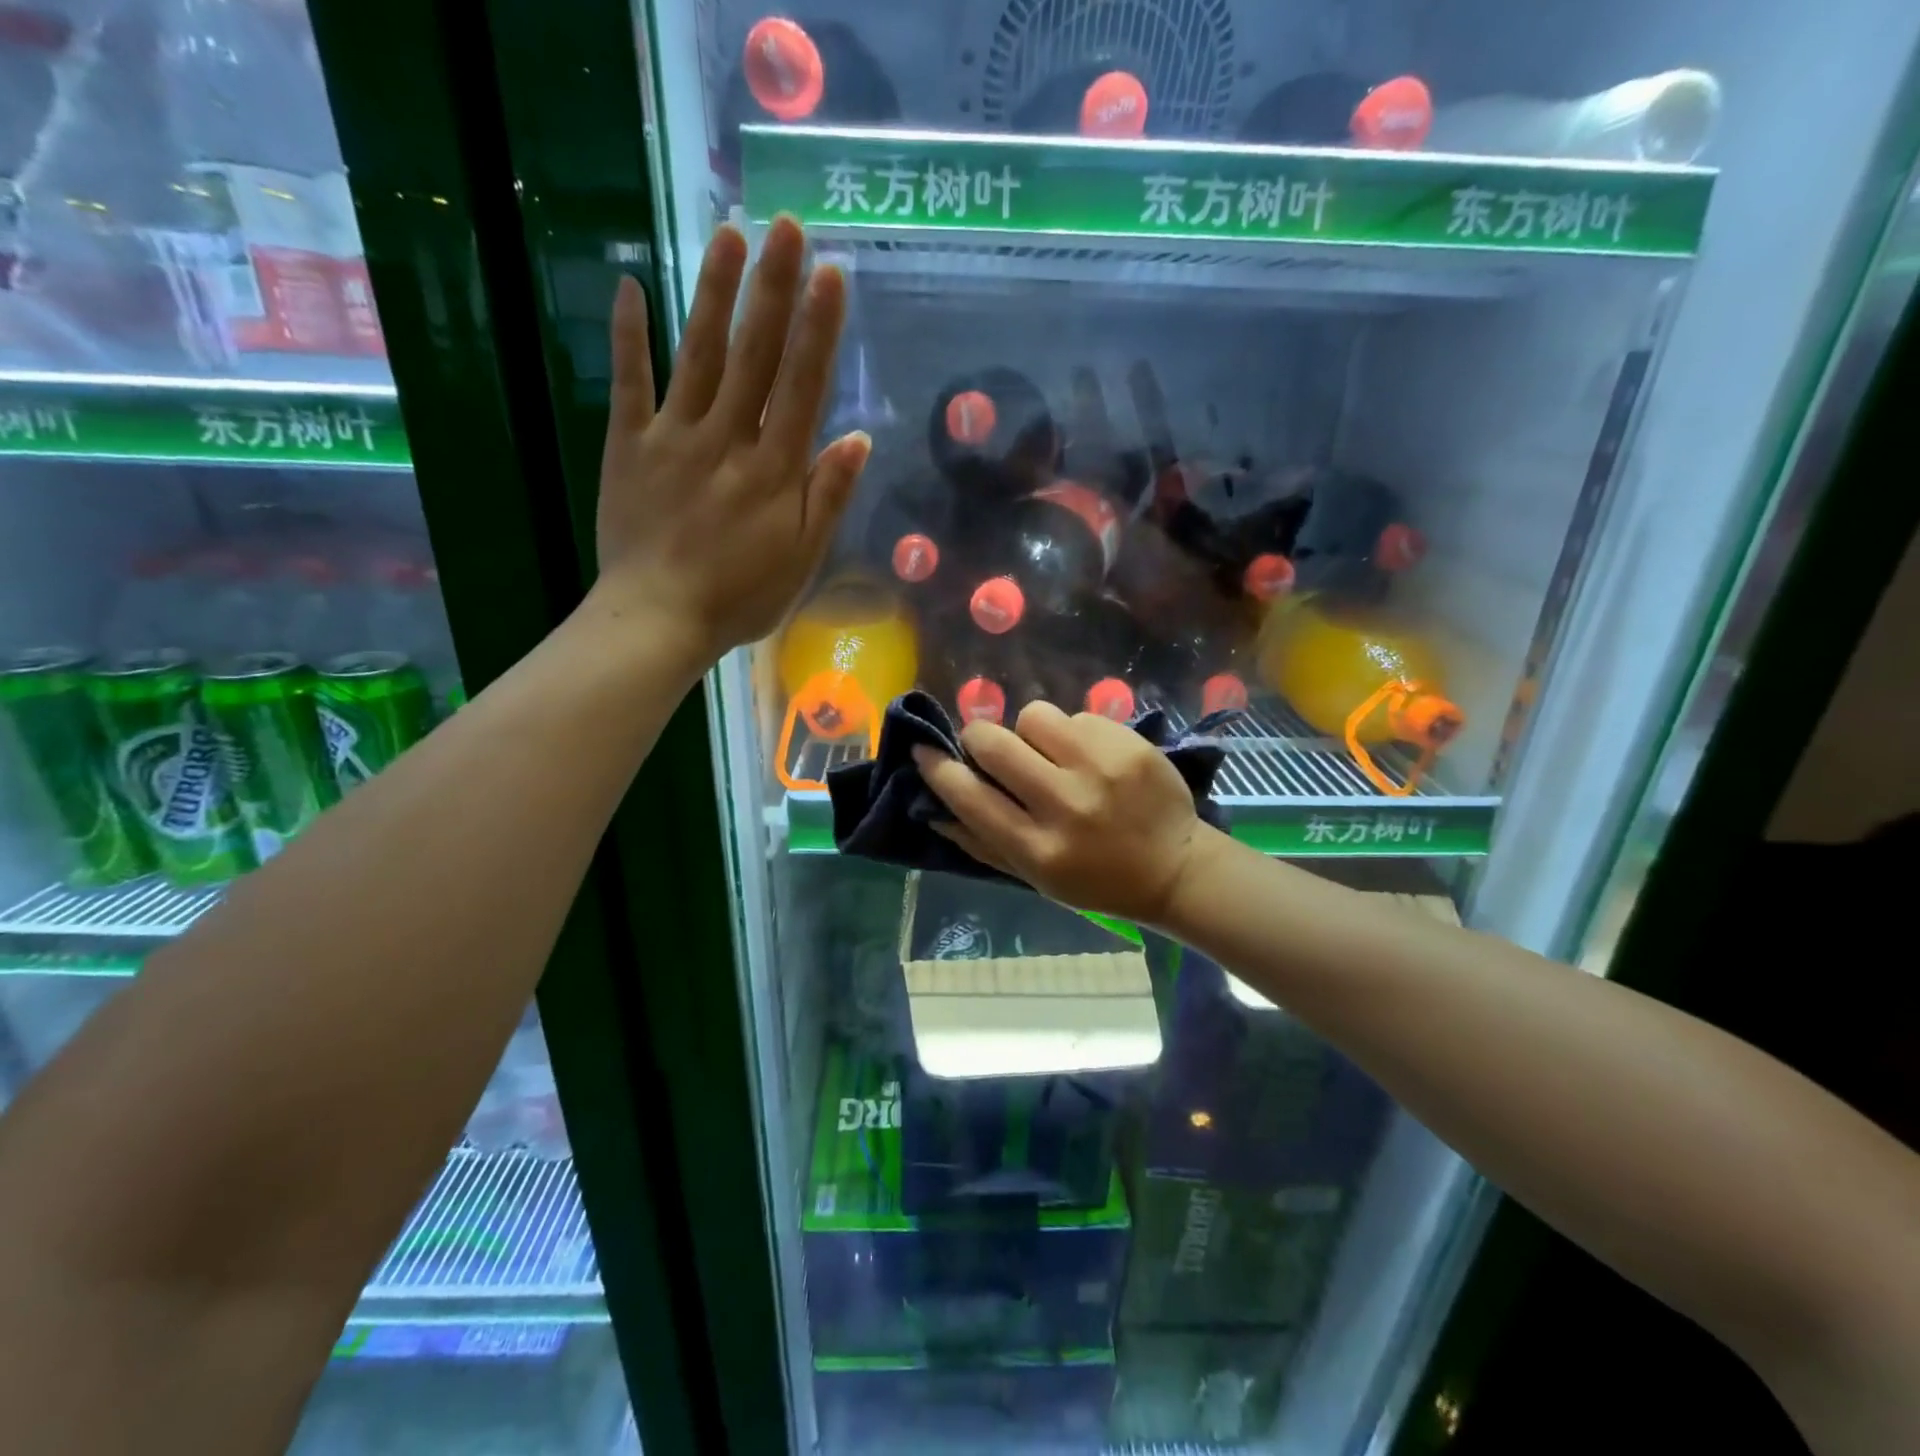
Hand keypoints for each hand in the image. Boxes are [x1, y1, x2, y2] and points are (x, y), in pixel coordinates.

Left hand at [592, 215, 870, 665]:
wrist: (658, 619)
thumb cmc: (740, 597)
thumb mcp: (802, 559)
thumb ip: (828, 497)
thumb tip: (858, 438)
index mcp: (774, 470)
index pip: (802, 386)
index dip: (819, 328)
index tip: (832, 273)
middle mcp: (728, 439)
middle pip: (754, 355)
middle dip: (774, 288)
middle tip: (786, 225)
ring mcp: (674, 437)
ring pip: (700, 354)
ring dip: (716, 293)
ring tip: (730, 234)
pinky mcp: (629, 445)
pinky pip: (629, 382)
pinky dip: (629, 335)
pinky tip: (631, 285)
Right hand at [913, 701, 1217, 927]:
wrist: (1174, 868)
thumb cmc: (1095, 880)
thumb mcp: (1033, 878)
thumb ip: (981, 843)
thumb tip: (932, 808)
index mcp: (1037, 848)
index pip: (969, 796)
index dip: (937, 768)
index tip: (924, 750)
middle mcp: (1065, 805)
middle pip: (993, 742)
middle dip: (979, 738)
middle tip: (990, 748)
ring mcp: (1101, 769)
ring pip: (1034, 716)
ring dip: (1031, 732)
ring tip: (1050, 754)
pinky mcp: (1129, 744)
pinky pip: (1077, 716)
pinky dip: (1073, 733)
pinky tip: (1089, 757)